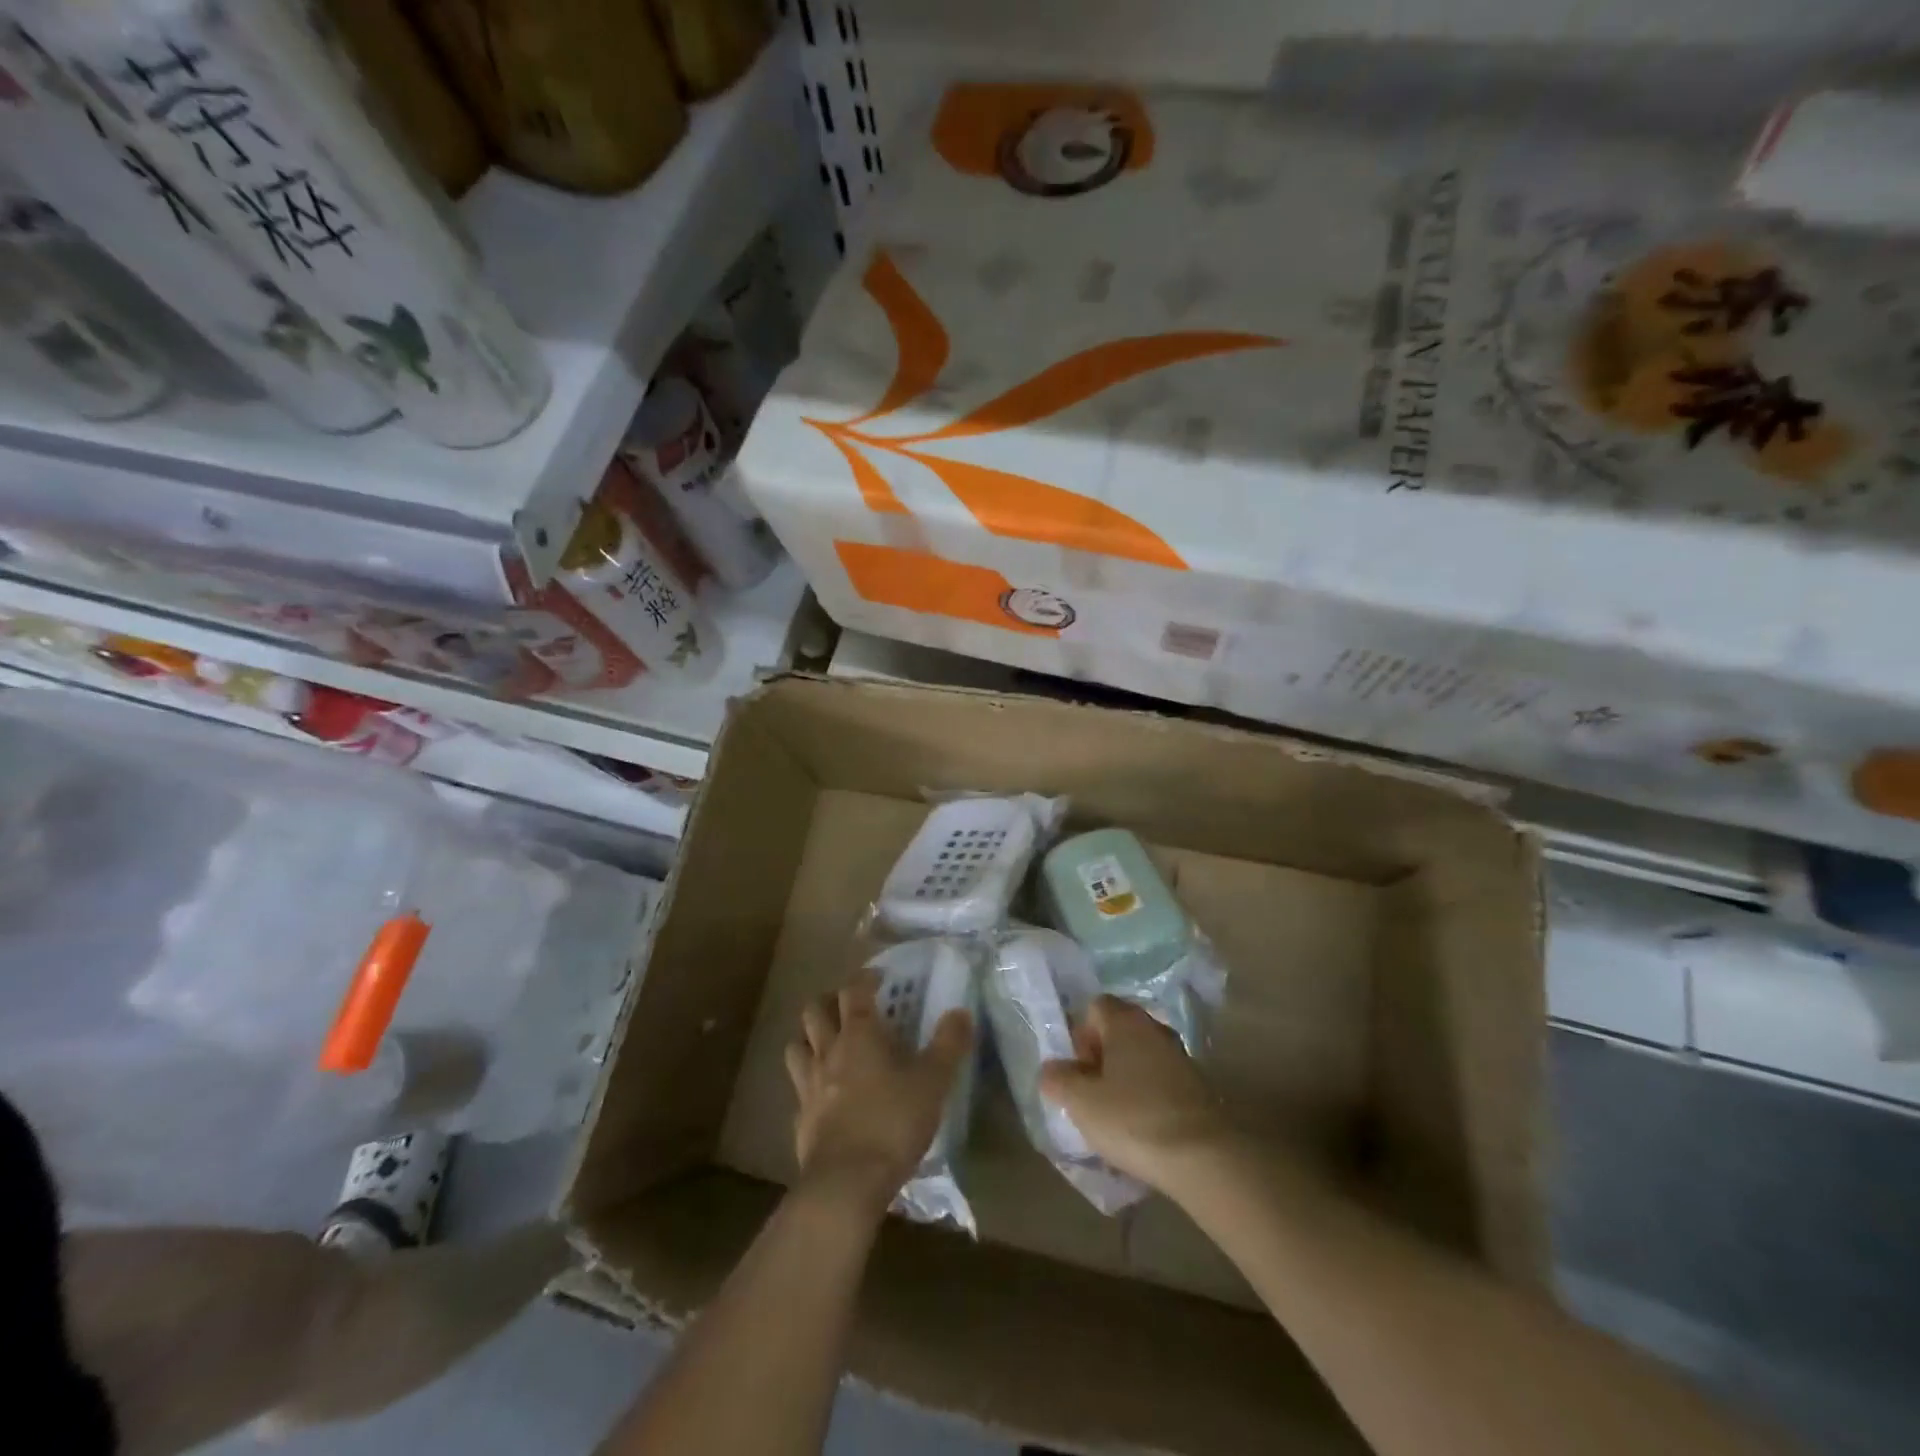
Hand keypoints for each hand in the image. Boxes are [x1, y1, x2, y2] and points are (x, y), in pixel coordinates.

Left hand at [785, 972, 973, 1210]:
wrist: (846, 1183)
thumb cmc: (892, 1123)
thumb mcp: (933, 1082)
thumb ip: (948, 1045)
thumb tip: (961, 1012)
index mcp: (859, 1035)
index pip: (853, 991)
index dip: (864, 979)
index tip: (878, 977)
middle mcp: (828, 1052)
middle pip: (814, 1011)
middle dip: (828, 1001)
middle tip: (848, 1006)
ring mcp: (808, 1086)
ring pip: (796, 1046)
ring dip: (809, 1038)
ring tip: (827, 1044)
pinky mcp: (800, 1119)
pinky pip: (799, 1089)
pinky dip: (809, 1083)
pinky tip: (824, 1096)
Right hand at [1038, 995, 1231, 1190]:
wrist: (1204, 1158)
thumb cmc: (1133, 1119)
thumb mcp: (1081, 1103)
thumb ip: (1059, 1080)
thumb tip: (1051, 1070)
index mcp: (1125, 1021)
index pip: (1095, 1007)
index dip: (1080, 1034)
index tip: (1078, 1070)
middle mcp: (1154, 1029)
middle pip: (1119, 1031)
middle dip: (1101, 1058)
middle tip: (1091, 1094)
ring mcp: (1180, 1056)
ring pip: (1141, 1057)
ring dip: (1125, 1078)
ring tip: (1115, 1116)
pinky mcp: (1198, 1087)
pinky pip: (1161, 1080)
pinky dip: (1148, 1096)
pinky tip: (1142, 1129)